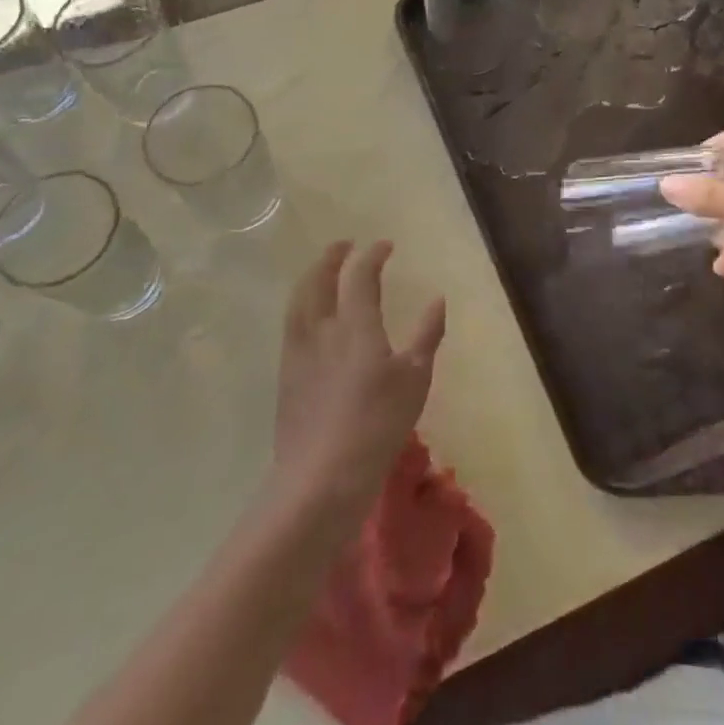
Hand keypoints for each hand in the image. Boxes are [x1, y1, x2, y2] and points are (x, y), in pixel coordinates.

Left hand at [271, 241, 445, 526]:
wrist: (320, 479)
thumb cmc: (377, 425)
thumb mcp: (415, 380)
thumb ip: (426, 335)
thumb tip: (437, 300)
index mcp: (355, 324)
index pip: (360, 275)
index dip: (372, 255)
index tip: (386, 245)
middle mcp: (321, 329)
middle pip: (318, 279)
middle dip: (331, 257)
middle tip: (344, 246)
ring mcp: (298, 353)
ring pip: (298, 300)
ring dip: (311, 277)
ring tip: (322, 272)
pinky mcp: (286, 377)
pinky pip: (291, 325)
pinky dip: (302, 306)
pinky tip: (310, 318)